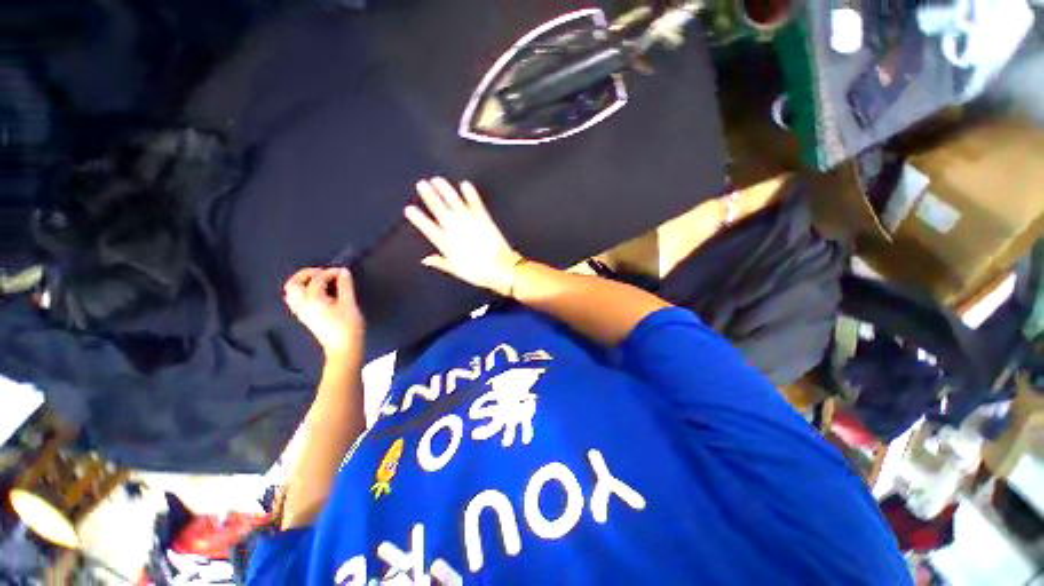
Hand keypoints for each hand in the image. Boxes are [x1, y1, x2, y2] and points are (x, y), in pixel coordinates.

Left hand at [284, 267, 364, 359]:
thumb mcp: (349, 303)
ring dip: (302, 282)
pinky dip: (301, 292)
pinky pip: (295, 300)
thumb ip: (345, 285)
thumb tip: (343, 271)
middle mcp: (301, 304)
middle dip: (308, 274)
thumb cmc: (348, 325)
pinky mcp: (304, 317)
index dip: (331, 272)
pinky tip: (315, 293)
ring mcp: (300, 311)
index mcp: (312, 299)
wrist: (344, 347)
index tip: (343, 272)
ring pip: (292, 292)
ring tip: (318, 281)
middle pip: (294, 283)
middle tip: (324, 272)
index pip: (318, 279)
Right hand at [404, 177, 522, 295]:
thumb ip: (440, 262)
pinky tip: (465, 184)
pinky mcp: (483, 218)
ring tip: (437, 180)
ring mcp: (470, 222)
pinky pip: (475, 203)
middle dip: (429, 197)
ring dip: (445, 190)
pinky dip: (470, 193)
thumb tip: (425, 260)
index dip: (418, 218)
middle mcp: (456, 230)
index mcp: (447, 244)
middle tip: (421, 185)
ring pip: (454, 202)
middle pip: (440, 210)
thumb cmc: (479, 272)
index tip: (409, 209)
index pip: (428, 228)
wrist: (501, 269)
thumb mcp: (457, 270)